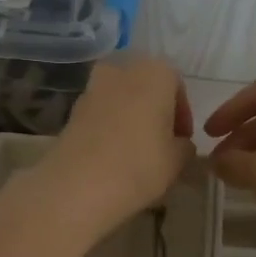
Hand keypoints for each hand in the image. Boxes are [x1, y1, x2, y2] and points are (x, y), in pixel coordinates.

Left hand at [42, 54, 195, 227]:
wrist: (78, 185)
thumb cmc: (139, 165)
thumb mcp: (177, 160)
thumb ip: (184, 146)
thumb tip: (179, 143)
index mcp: (154, 73)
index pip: (176, 84)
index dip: (182, 113)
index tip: (182, 139)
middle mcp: (121, 71)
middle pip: (145, 86)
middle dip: (154, 110)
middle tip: (161, 141)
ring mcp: (92, 89)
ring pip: (121, 99)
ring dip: (131, 118)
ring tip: (136, 152)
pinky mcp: (71, 110)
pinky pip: (100, 114)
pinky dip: (109, 128)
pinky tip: (113, 155)